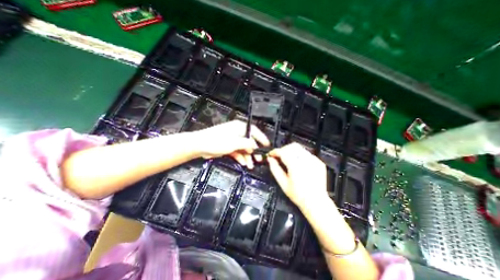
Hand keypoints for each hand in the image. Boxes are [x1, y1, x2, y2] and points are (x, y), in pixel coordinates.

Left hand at [193, 121, 269, 168]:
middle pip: (250, 141)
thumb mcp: (235, 142)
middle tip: (259, 159)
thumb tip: (255, 146)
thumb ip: (247, 143)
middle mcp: (237, 132)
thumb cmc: (217, 141)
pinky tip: (244, 163)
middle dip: (254, 151)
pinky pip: (238, 152)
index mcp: (239, 127)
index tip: (267, 146)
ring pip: (244, 148)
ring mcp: (233, 140)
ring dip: (248, 156)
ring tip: (251, 165)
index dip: (262, 138)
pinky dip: (241, 157)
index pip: (254, 131)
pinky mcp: (228, 146)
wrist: (200, 145)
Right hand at [268, 144, 330, 210]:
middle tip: (279, 156)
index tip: (271, 154)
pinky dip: (299, 156)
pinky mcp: (318, 162)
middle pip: (292, 146)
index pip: (283, 152)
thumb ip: (275, 169)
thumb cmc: (298, 195)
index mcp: (296, 166)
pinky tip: (298, 163)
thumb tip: (270, 159)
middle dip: (283, 149)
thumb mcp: (283, 183)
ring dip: (291, 151)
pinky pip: (306, 154)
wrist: (316, 202)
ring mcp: (314, 161)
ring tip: (287, 160)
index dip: (275, 152)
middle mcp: (306, 161)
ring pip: (299, 148)